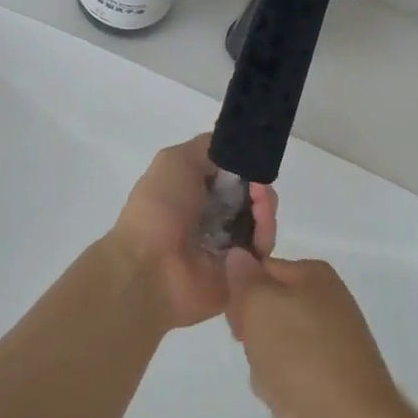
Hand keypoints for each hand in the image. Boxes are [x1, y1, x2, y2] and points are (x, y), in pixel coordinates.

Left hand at [107, 135, 276, 331]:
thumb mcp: (174, 160)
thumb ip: (207, 148)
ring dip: (265, 203)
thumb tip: (234, 146)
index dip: (242, 164)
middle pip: (249, 196)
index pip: (228, 175)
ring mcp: (227, 247)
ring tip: (260, 198)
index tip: (253, 157)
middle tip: (260, 182)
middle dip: (259, 183)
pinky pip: (263, 247)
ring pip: (260, 219)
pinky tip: (261, 218)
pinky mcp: (242, 272)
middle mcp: (210, 219)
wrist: (151, 269)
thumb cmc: (159, 209)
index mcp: (191, 194)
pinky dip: (266, 229)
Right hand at [223, 252, 405, 417]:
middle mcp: (326, 304)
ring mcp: (334, 345)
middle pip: (267, 317)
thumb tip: (238, 256)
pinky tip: (301, 413)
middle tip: (263, 360)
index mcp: (312, 275)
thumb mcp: (261, 306)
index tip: (239, 327)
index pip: (258, 272)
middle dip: (257, 345)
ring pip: (277, 355)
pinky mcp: (337, 382)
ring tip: (285, 392)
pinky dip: (292, 400)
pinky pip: (296, 385)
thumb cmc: (303, 355)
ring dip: (270, 378)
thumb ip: (245, 279)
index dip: (241, 299)